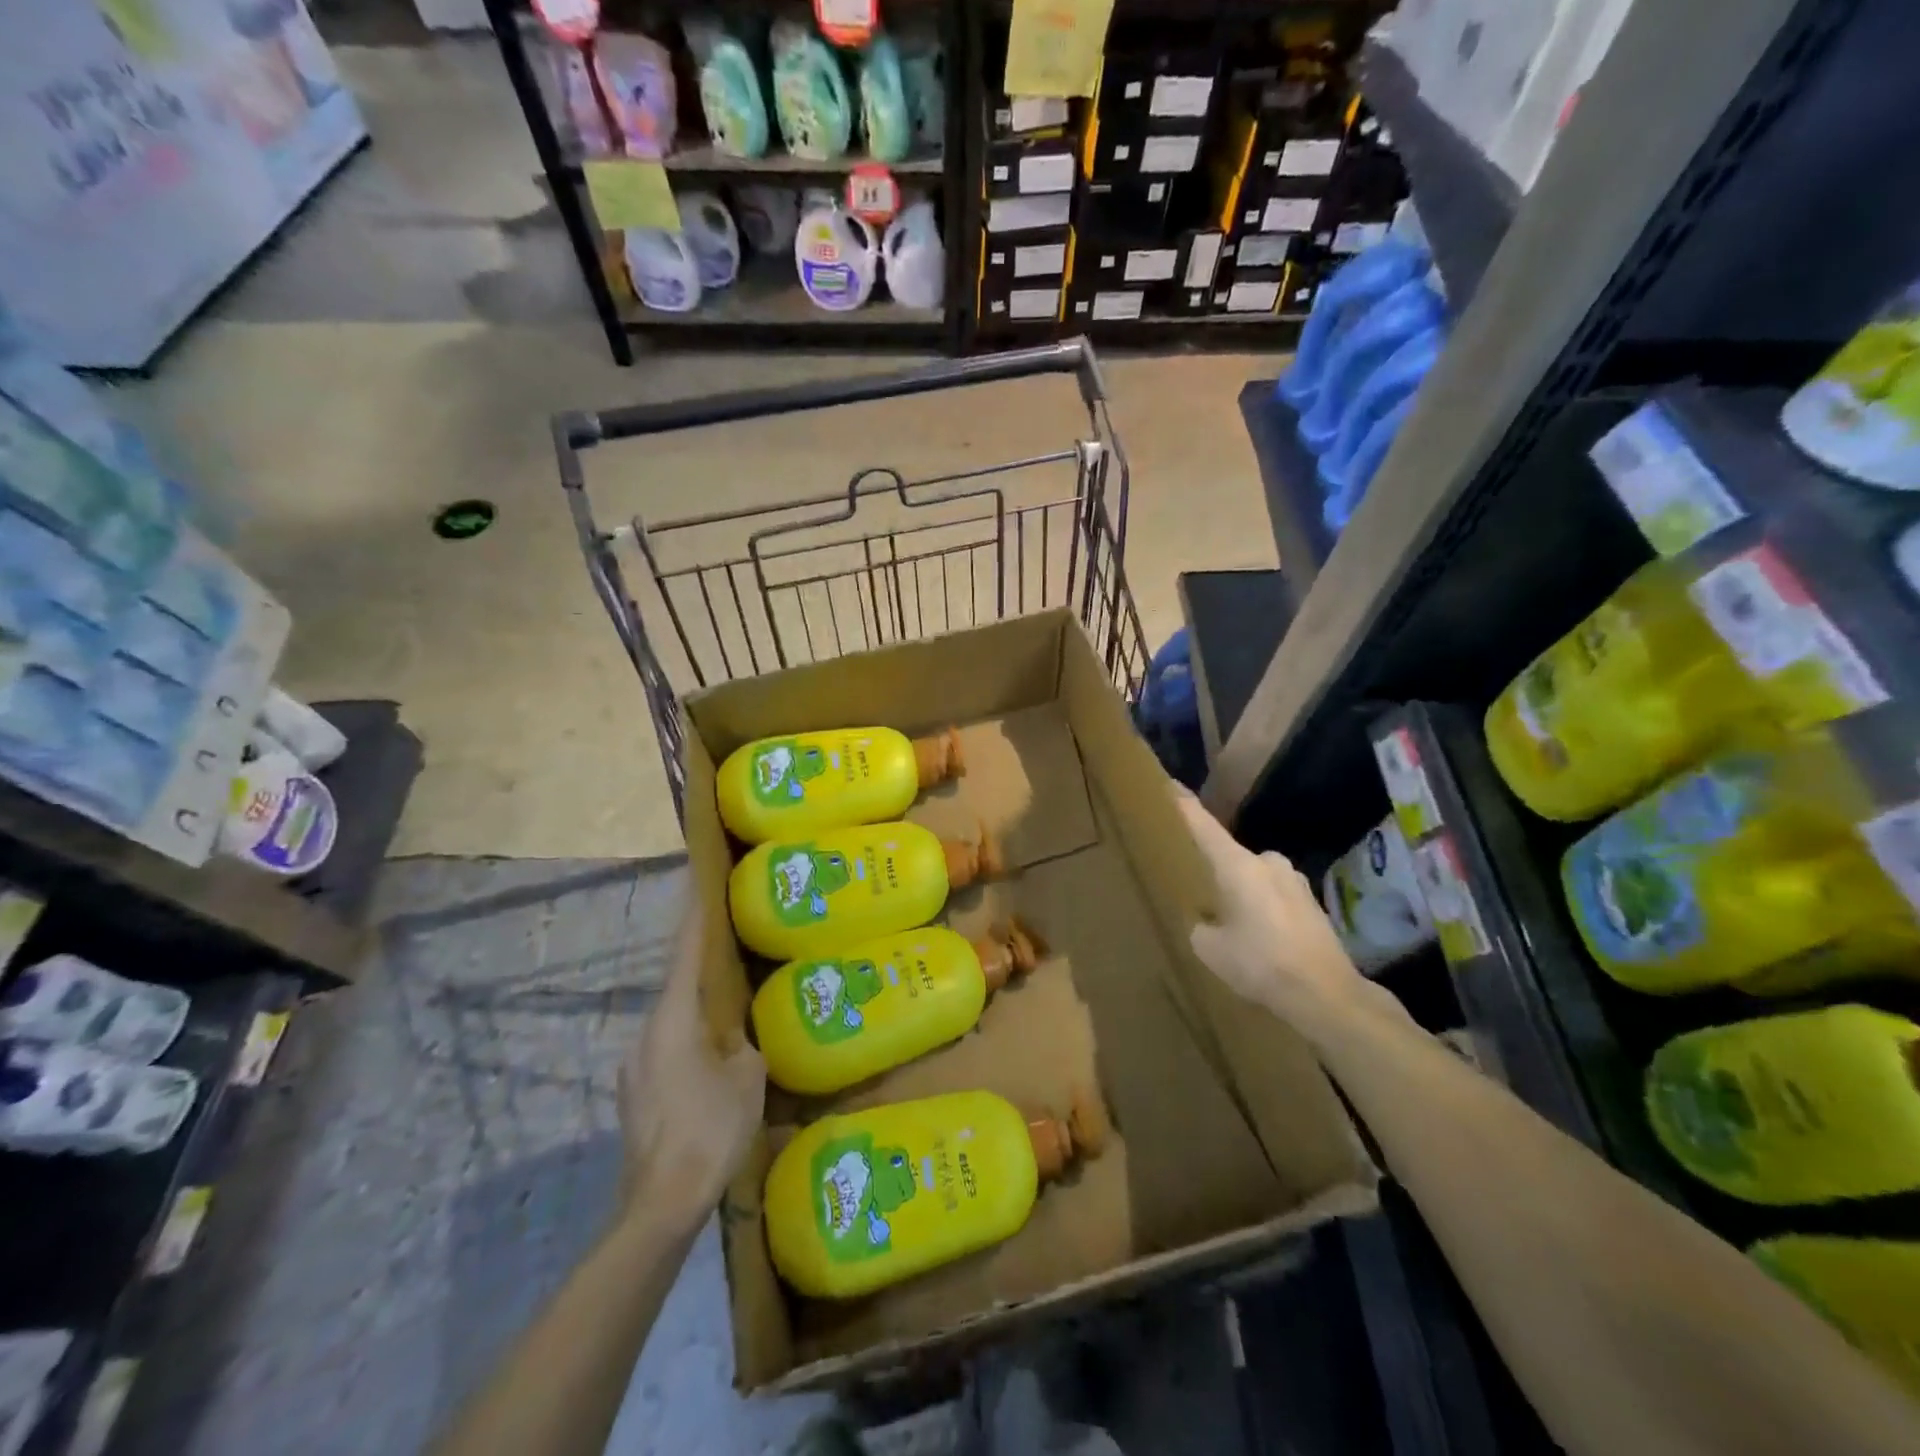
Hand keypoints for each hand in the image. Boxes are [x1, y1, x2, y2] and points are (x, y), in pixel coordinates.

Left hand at [617, 904, 765, 1230]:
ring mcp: (634, 1066)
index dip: (695, 917)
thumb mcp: (747, 1078)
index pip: (685, 954)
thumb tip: (739, 1039)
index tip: (699, 884)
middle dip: (702, 969)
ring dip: (698, 1014)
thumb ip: (744, 1045)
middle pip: (677, 988)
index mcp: (674, 1019)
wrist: (659, 1204)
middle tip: (732, 955)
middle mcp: (646, 1033)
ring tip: (729, 1019)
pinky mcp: (634, 1094)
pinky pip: (667, 1052)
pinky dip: (689, 1046)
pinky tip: (712, 1068)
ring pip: (672, 1024)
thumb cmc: (709, 1129)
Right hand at [1176, 792, 1373, 1027]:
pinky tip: (1258, 939)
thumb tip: (1206, 920)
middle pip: (1229, 856)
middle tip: (1197, 891)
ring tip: (1228, 923)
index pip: (1202, 825)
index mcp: (1238, 865)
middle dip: (1213, 870)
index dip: (1183, 805)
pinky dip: (1261, 909)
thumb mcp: (1209, 948)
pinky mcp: (1311, 903)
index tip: (1168, 783)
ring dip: (1240, 893)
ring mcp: (1294, 881)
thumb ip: (1200, 924)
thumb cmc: (1261, 963)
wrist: (1327, 995)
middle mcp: (1267, 862)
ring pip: (1252, 878)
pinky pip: (1273, 896)